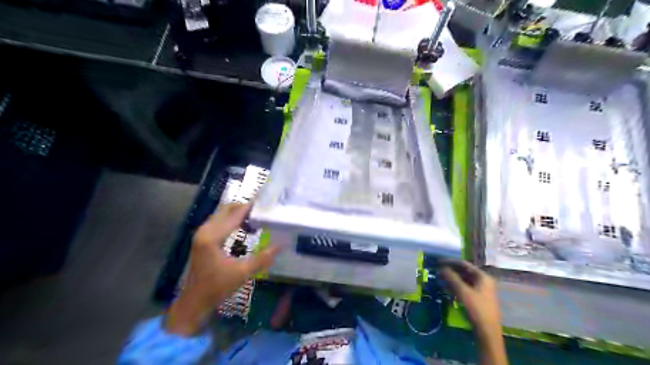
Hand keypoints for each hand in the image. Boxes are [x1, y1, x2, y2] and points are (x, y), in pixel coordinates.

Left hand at [166, 204, 279, 333]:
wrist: (194, 302)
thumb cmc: (217, 287)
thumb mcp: (242, 273)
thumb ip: (262, 258)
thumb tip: (281, 245)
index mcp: (212, 237)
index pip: (235, 215)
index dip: (250, 207)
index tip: (266, 201)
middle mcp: (205, 230)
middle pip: (227, 209)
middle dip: (245, 207)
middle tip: (264, 209)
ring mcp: (202, 233)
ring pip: (222, 214)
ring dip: (239, 213)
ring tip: (258, 217)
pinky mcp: (202, 238)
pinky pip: (219, 221)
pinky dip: (232, 220)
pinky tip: (245, 226)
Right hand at [439, 262, 498, 336]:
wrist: (487, 332)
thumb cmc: (477, 309)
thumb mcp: (463, 292)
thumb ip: (452, 277)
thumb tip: (441, 267)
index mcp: (483, 277)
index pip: (464, 264)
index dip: (450, 262)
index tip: (438, 261)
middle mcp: (484, 281)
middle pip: (464, 272)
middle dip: (451, 270)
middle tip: (438, 270)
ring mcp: (481, 291)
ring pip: (464, 280)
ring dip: (452, 279)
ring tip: (440, 278)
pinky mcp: (478, 299)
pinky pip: (465, 288)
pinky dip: (455, 286)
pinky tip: (447, 288)